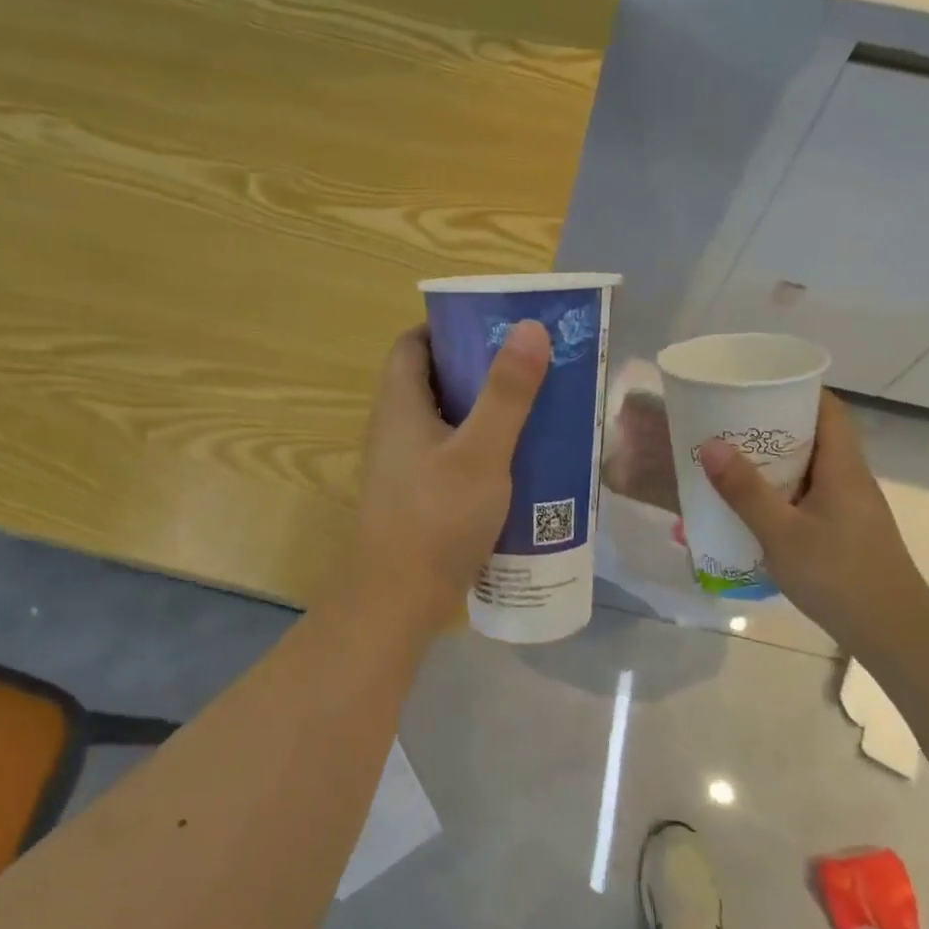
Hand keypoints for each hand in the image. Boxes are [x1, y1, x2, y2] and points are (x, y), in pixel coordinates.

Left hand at [332, 320, 551, 637]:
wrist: (397, 601)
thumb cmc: (437, 518)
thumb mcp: (482, 452)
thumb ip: (507, 393)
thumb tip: (529, 327)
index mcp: (400, 404)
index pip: (413, 344)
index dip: (448, 328)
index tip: (493, 328)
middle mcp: (395, 428)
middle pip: (433, 380)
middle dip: (478, 369)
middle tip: (528, 367)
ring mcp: (404, 465)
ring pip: (446, 420)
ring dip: (484, 411)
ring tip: (533, 408)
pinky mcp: (418, 496)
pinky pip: (450, 454)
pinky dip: (480, 447)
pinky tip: (517, 461)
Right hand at [698, 393, 928, 640]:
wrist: (895, 634)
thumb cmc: (839, 577)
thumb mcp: (782, 533)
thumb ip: (745, 490)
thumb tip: (710, 445)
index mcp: (843, 467)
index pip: (827, 408)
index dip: (796, 389)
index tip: (756, 385)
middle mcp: (851, 479)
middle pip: (816, 435)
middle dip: (774, 425)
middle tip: (730, 423)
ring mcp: (852, 507)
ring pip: (812, 468)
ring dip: (776, 461)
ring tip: (733, 460)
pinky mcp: (847, 531)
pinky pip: (811, 495)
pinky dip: (783, 490)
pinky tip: (755, 508)